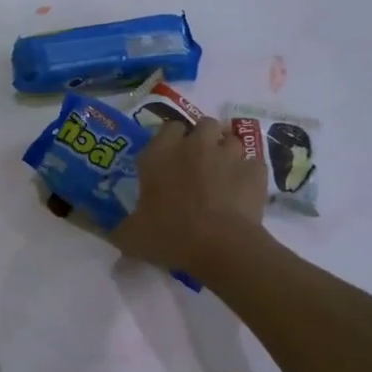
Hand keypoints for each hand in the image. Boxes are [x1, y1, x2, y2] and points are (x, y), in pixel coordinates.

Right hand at [111, 116, 267, 276]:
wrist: (221, 246)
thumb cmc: (170, 235)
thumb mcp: (133, 238)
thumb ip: (122, 231)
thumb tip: (115, 235)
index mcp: (160, 154)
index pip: (168, 128)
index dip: (171, 140)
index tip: (170, 158)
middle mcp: (195, 145)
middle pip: (204, 125)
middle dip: (203, 139)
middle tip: (198, 164)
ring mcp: (229, 155)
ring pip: (231, 141)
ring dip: (227, 154)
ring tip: (223, 177)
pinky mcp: (255, 170)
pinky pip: (253, 164)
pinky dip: (248, 175)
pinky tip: (243, 192)